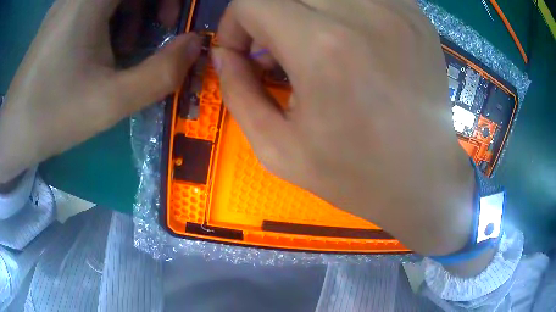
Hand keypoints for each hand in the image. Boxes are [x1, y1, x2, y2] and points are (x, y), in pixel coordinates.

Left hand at [0, 0, 200, 182]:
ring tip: (130, 45)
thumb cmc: (51, 115)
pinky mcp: (63, 11)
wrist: (12, 130)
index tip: (177, 18)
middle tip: (163, 27)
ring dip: (137, 7)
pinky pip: (101, 0)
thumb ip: (161, 73)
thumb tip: (196, 45)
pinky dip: (115, 13)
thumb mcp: (109, 102)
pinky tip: (106, 44)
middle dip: (158, 1)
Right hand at [214, 0, 474, 255]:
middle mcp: (362, 15)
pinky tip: (351, 34)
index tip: (244, 52)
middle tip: (276, 46)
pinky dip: (345, 8)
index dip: (235, 23)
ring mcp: (397, 11)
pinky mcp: (417, 17)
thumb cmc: (355, 175)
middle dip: (267, 14)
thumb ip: (238, 93)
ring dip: (306, 9)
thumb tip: (223, 54)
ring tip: (313, 39)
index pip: (252, 1)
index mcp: (321, 48)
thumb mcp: (278, 149)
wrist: (424, 180)